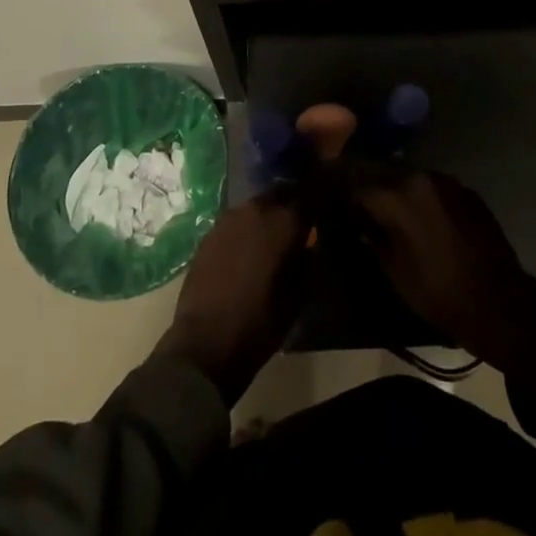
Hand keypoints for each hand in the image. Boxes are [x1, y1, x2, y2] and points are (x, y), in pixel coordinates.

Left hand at [153, 192, 307, 403]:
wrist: (205, 342)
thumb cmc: (259, 324)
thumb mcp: (297, 297)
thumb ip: (308, 262)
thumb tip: (311, 243)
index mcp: (283, 222)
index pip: (311, 194)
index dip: (323, 194)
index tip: (331, 200)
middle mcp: (257, 209)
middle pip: (282, 192)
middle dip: (294, 201)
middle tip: (302, 219)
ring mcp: (230, 217)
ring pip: (258, 204)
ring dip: (269, 213)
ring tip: (275, 233)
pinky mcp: (210, 231)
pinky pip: (238, 219)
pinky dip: (248, 226)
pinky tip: (249, 246)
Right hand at [344, 166, 535, 366]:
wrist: (499, 303)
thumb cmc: (440, 292)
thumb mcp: (395, 271)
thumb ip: (373, 238)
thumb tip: (359, 222)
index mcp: (400, 195)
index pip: (360, 184)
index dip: (344, 194)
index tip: (336, 204)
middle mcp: (422, 177)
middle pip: (384, 173)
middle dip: (369, 186)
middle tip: (357, 202)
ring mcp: (448, 182)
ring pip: (410, 177)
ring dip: (395, 189)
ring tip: (387, 209)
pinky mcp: (467, 192)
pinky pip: (433, 187)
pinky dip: (421, 196)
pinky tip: (419, 216)